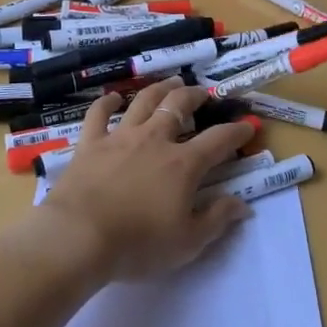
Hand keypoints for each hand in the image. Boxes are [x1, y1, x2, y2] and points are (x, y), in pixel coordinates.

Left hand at [39, 81, 257, 280]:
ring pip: (144, 101)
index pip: (218, 140)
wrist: (80, 236)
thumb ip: (217, 219)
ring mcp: (121, 137)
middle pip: (179, 106)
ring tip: (170, 83)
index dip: (236, 131)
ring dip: (160, 88)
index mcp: (183, 164)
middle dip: (195, 96)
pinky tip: (114, 98)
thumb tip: (242, 205)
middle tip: (202, 93)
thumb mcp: (188, 242)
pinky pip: (99, 114)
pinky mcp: (91, 142)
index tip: (247, 125)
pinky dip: (107, 102)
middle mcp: (155, 139)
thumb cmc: (138, 243)